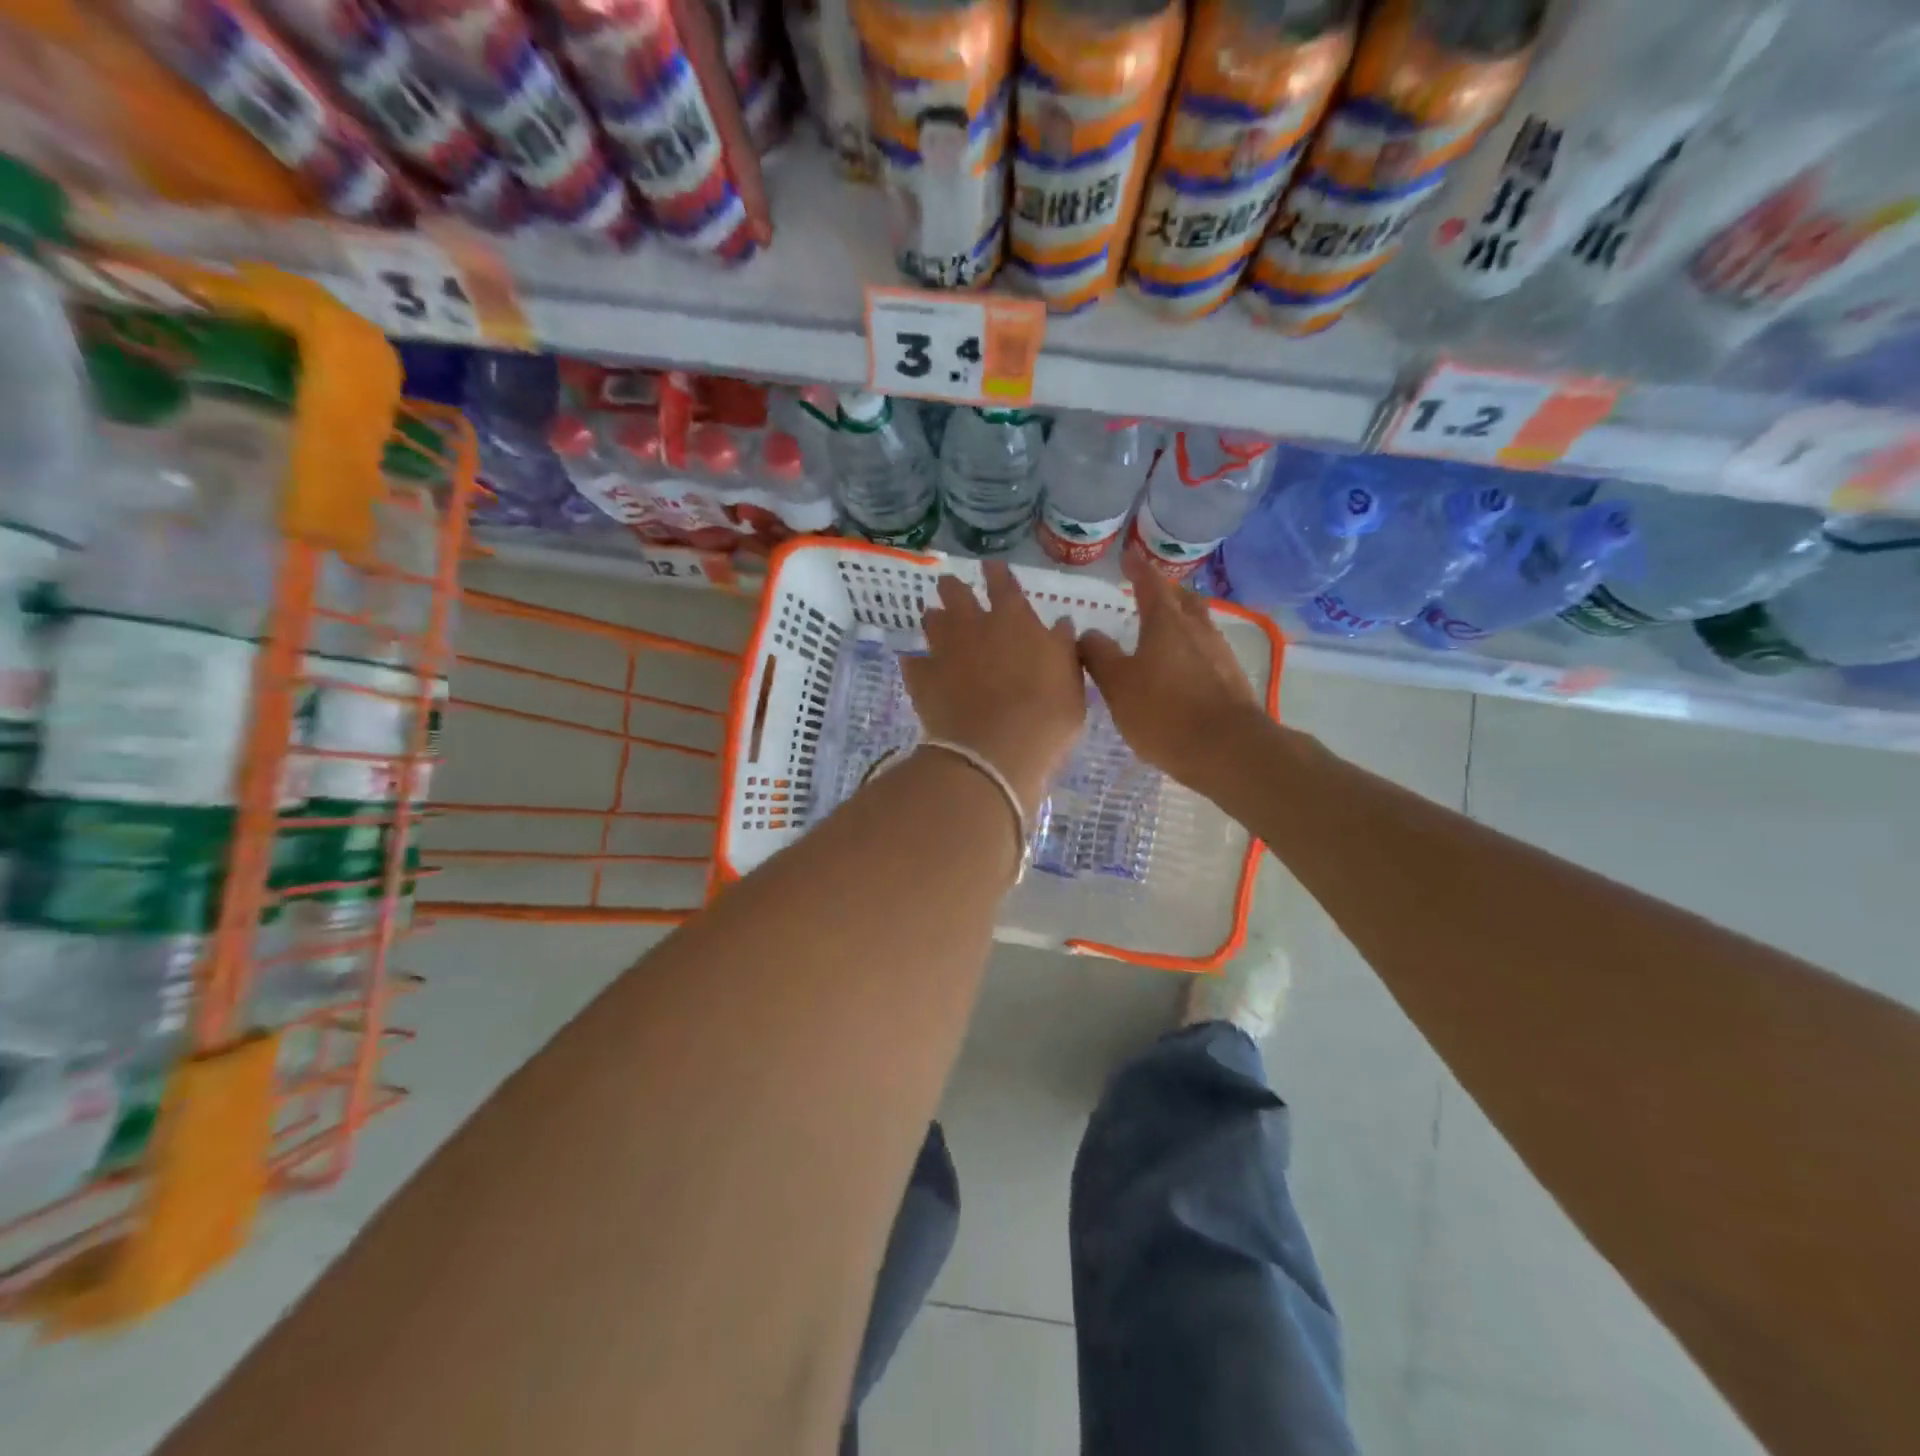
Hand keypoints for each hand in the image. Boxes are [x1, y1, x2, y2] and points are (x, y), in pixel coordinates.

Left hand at [902, 561, 1085, 809]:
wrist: (994, 753)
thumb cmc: (1046, 718)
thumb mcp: (1071, 683)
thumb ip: (1063, 649)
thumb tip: (1059, 624)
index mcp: (1014, 620)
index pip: (1004, 584)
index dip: (997, 573)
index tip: (990, 565)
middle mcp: (974, 626)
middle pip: (956, 594)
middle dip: (954, 587)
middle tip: (951, 586)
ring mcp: (943, 651)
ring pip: (932, 622)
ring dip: (935, 619)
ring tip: (934, 619)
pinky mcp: (921, 679)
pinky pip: (913, 662)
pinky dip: (916, 662)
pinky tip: (916, 665)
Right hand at [1080, 551, 1261, 789]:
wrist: (1228, 750)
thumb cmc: (1164, 712)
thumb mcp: (1117, 685)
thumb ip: (1099, 656)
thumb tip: (1087, 634)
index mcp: (1166, 623)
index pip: (1151, 584)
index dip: (1138, 569)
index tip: (1129, 556)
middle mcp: (1197, 630)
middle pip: (1184, 600)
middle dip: (1167, 593)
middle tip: (1150, 595)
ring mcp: (1220, 655)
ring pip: (1199, 626)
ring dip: (1182, 623)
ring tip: (1164, 633)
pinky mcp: (1232, 681)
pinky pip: (1208, 654)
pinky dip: (1192, 652)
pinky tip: (1182, 671)